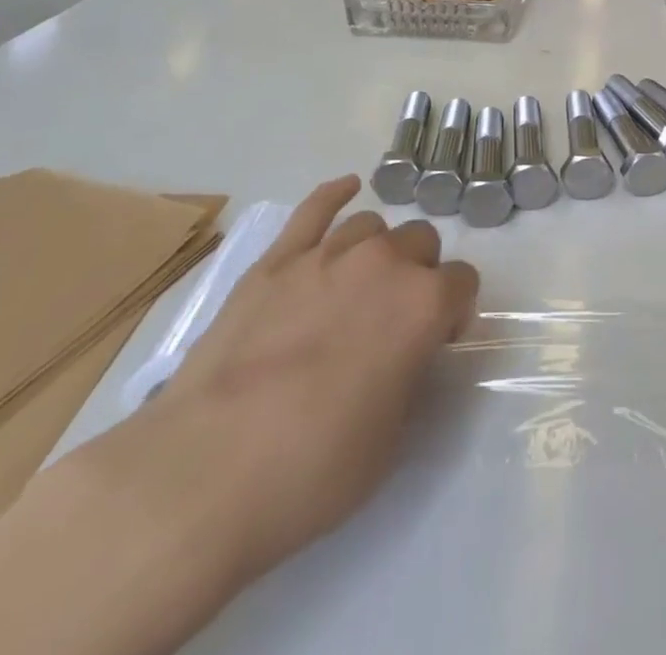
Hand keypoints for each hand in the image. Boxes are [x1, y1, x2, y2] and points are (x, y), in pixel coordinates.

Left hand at [94, 176, 478, 588]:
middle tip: (396, 318)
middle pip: (421, 241)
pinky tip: (347, 189)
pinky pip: (314, 208)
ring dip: (378, 251)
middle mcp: (383, 263)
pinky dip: (334, 195)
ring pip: (372, 227)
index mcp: (422, 304)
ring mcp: (325, 255)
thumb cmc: (311, 471)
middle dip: (420, 273)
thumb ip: (412, 373)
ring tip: (360, 288)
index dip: (455, 311)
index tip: (438, 340)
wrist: (203, 475)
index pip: (462, 282)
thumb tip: (409, 350)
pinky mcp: (274, 261)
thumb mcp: (391, 439)